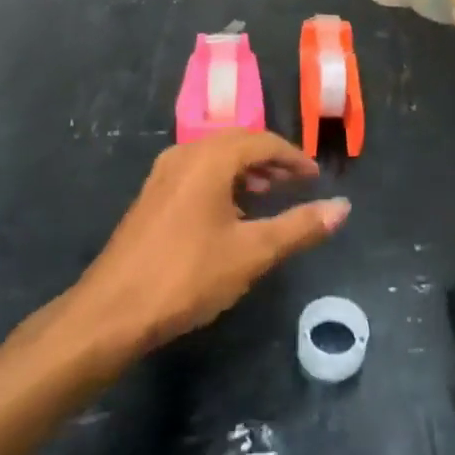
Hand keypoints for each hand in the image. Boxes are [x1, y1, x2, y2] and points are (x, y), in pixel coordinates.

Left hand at [76, 131, 349, 353]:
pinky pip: (197, 172)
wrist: (112, 312)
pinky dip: (223, 181)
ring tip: (268, 195)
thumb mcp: (252, 253)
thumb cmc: (187, 276)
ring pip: (215, 157)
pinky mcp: (152, 196)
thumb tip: (343, 207)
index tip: (315, 178)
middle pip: (237, 143)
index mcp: (210, 158)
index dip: (293, 157)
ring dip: (246, 170)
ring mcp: (163, 174)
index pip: (262, 142)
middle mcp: (185, 154)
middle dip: (270, 160)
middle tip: (296, 184)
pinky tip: (231, 212)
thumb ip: (300, 227)